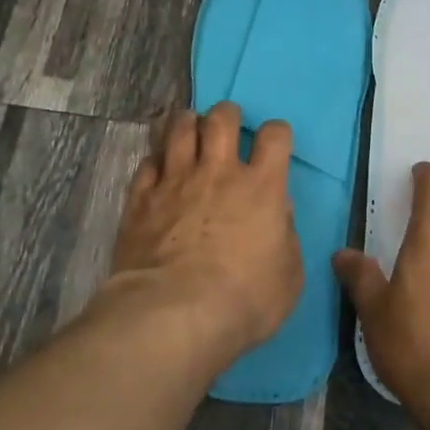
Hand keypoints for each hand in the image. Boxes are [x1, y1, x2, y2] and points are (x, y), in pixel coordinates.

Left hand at [105, 102, 303, 365]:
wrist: (173, 315)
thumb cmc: (243, 300)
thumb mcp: (288, 277)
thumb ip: (286, 236)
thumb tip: (279, 211)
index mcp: (261, 187)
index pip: (275, 136)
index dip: (277, 134)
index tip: (274, 144)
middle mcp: (218, 172)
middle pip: (221, 119)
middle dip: (226, 115)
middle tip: (226, 126)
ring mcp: (175, 181)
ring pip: (178, 129)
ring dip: (187, 123)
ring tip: (189, 130)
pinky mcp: (140, 198)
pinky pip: (147, 163)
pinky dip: (155, 160)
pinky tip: (158, 169)